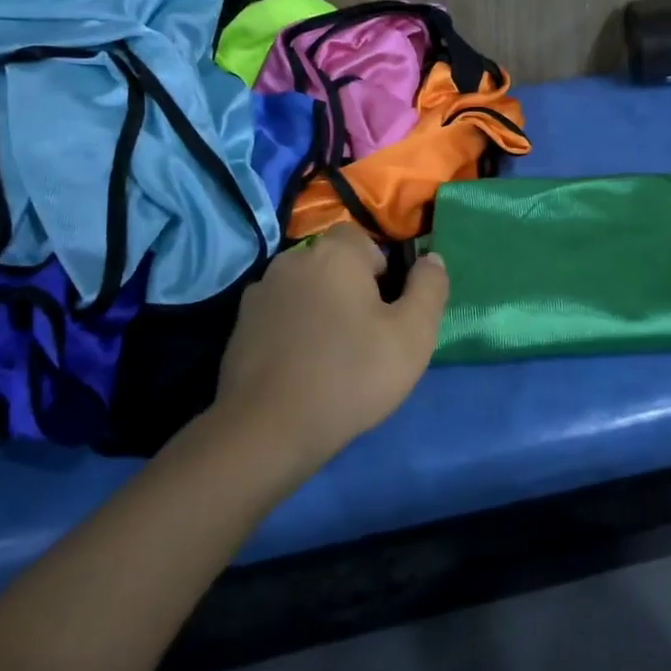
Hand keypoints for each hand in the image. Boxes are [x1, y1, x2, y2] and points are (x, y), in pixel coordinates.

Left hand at [208, 224, 448, 476]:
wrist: (268, 430)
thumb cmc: (351, 375)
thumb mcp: (413, 334)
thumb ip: (430, 288)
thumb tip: (431, 259)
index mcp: (334, 253)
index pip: (364, 239)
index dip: (383, 271)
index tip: (388, 311)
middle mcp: (292, 260)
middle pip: (334, 264)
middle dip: (352, 290)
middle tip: (368, 335)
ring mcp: (260, 292)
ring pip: (306, 289)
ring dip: (321, 308)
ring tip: (333, 354)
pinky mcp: (239, 326)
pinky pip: (281, 315)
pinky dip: (294, 330)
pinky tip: (302, 366)